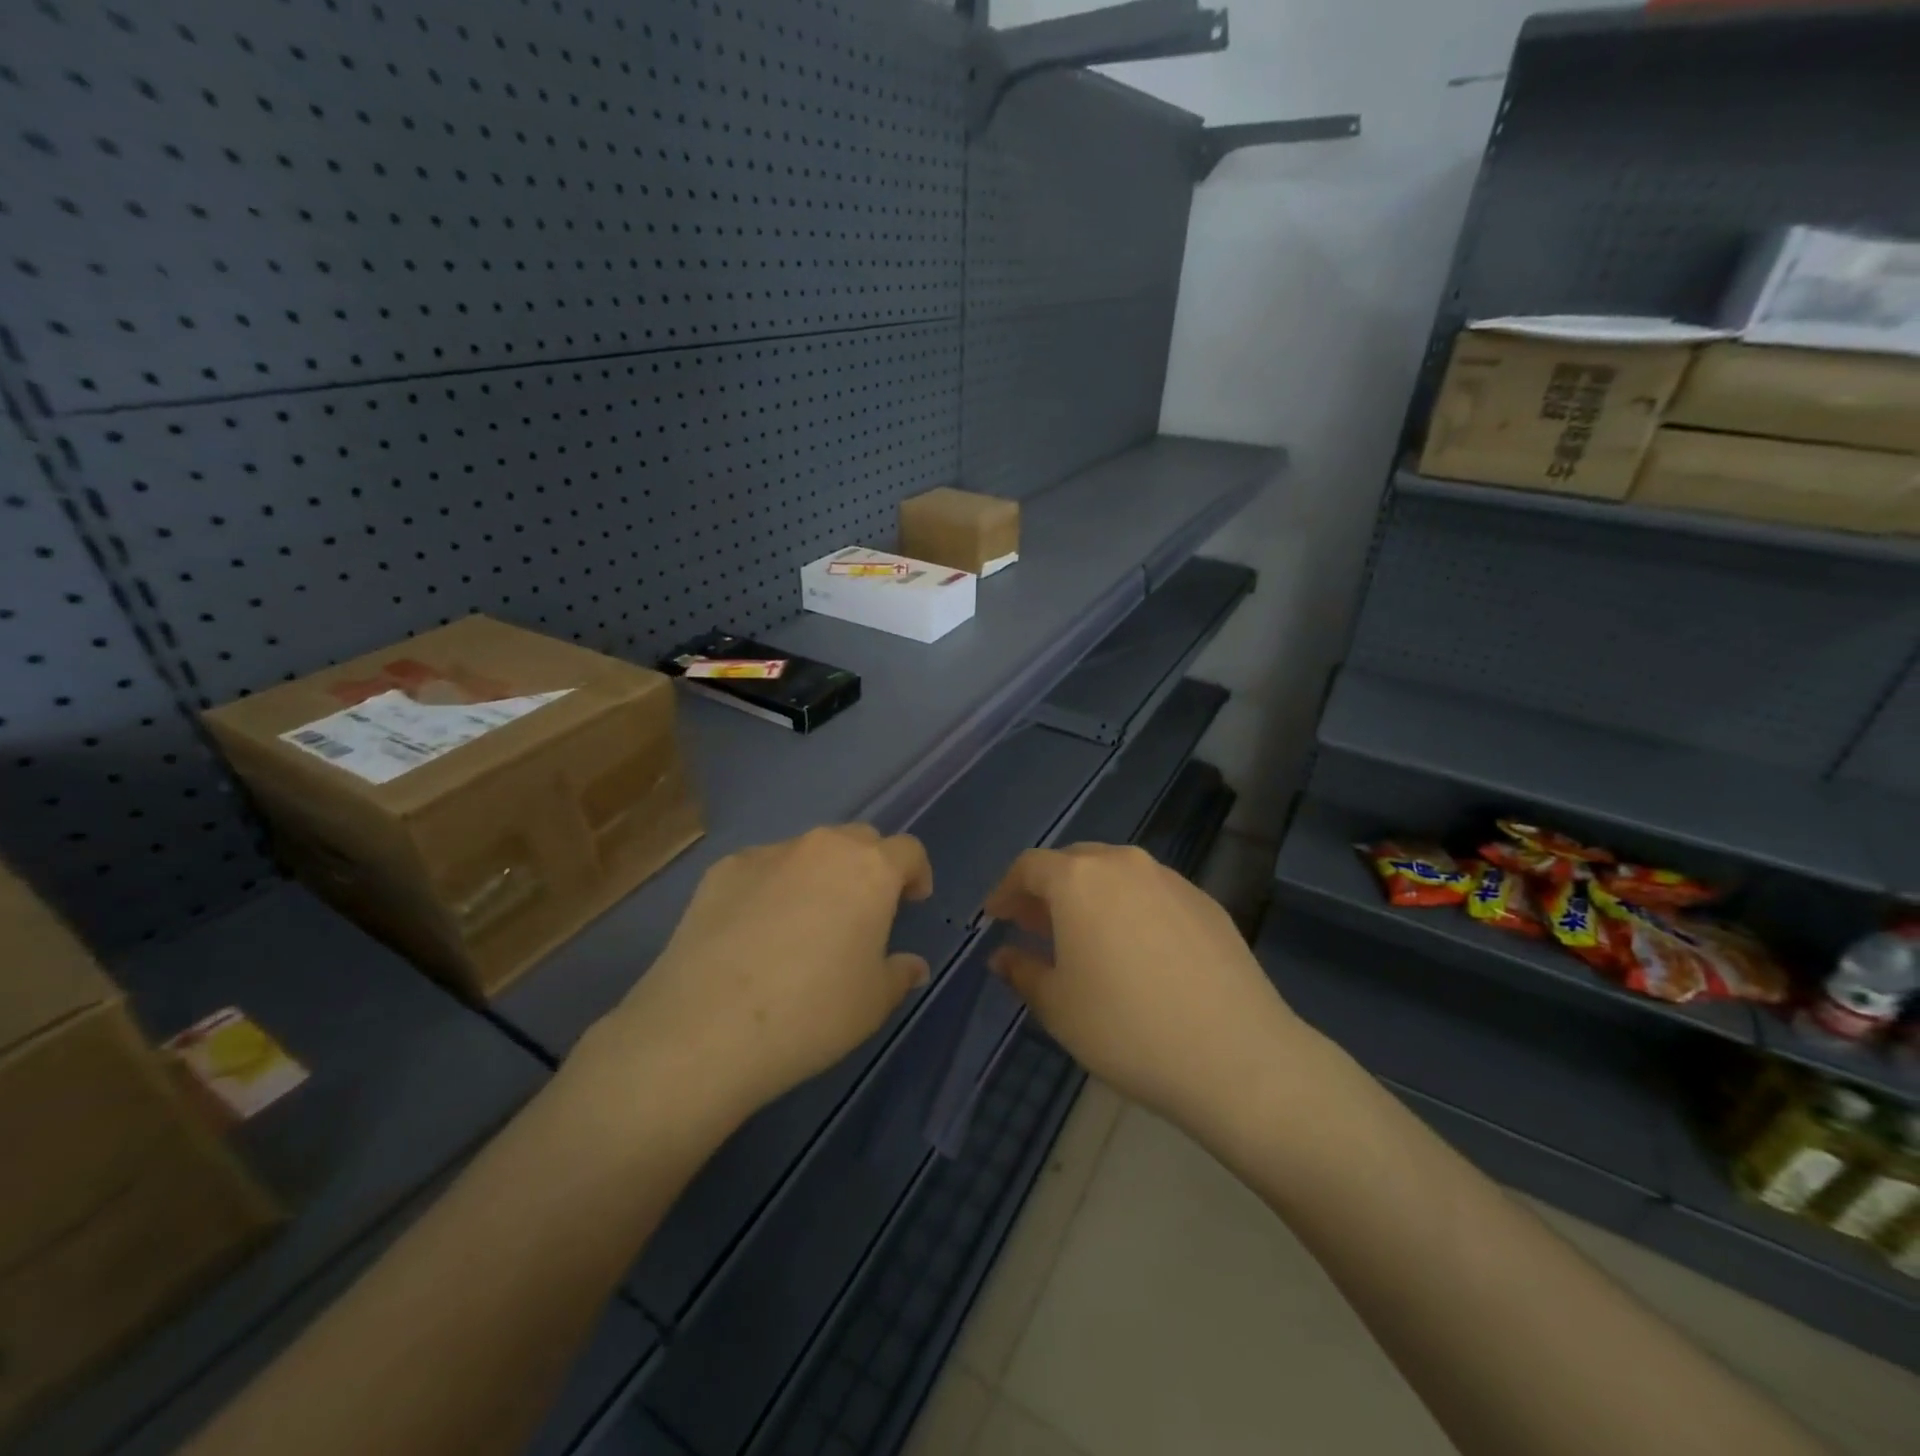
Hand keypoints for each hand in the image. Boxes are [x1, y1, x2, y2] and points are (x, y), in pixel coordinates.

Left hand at [588, 826, 933, 1127]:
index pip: (908, 850)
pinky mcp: (723, 869)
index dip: (917, 872)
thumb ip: (899, 974)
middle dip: (870, 866)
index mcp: (870, 871)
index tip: (912, 901)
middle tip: (863, 910)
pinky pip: (762, 868)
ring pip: (808, 851)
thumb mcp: (872, 1003)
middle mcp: (822, 848)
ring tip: (805, 922)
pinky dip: (772, 886)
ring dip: (820, 874)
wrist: (707, 1026)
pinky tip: (756, 930)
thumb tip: (912, 965)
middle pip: (859, 839)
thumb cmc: (812, 1013)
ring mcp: (768, 854)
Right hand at [984, 843, 1310, 1128]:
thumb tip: (1004, 956)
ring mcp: (1171, 879)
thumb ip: (1023, 972)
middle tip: (1034, 925)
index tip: (996, 917)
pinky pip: (1152, 893)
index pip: (1029, 866)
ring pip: (1116, 874)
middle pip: (1073, 862)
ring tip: (1084, 937)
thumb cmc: (1127, 1028)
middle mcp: (1124, 864)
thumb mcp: (1058, 1007)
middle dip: (1047, 890)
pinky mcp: (1206, 902)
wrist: (1236, 1055)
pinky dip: (1130, 908)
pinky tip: (1136, 950)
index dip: (1006, 890)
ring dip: (1090, 897)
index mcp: (1079, 879)